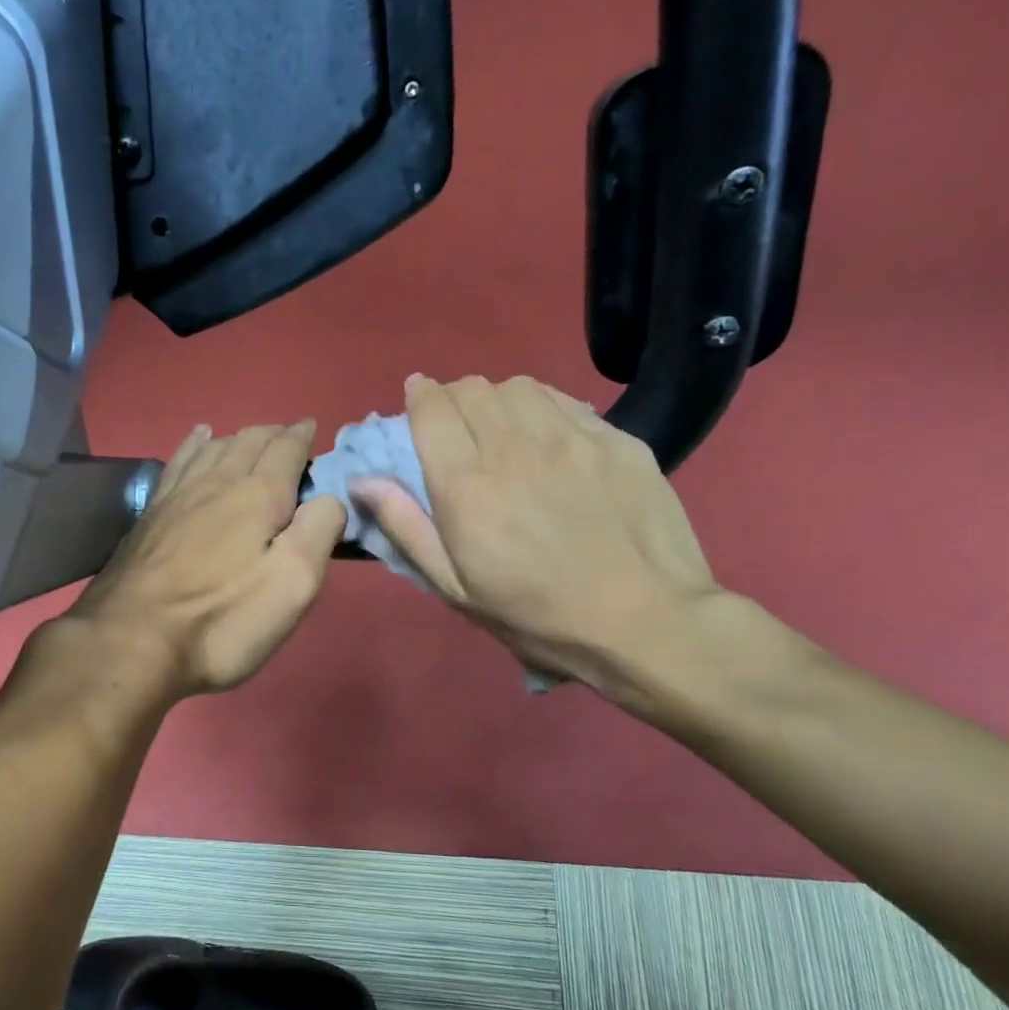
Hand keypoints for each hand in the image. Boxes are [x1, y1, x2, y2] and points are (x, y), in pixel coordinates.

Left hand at [66, 420, 348, 698]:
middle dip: (274, 434)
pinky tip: (198, 438)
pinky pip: (180, 461)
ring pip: (214, 447)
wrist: (132, 640)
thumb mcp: (293, 582)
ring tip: (252, 437)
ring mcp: (178, 495)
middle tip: (290, 438)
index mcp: (258, 495)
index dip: (302, 436)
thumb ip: (319, 530)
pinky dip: (196, 444)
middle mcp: (217, 482)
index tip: (313, 427)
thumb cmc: (224, 618)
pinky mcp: (151, 514)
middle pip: (249, 441)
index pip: (286, 449)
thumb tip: (328, 496)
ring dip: (239, 437)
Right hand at [350, 375, 722, 704]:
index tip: (417, 399)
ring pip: (519, 387)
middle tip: (457, 425)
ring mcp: (570, 438)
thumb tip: (363, 482)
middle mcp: (513, 446)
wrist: (645, 622)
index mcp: (467, 484)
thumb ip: (406, 527)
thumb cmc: (536, 615)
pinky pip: (566, 401)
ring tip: (503, 427)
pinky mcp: (615, 440)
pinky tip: (549, 436)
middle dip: (454, 397)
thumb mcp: (456, 587)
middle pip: (473, 389)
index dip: (420, 395)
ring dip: (498, 399)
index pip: (433, 409)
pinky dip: (543, 407)